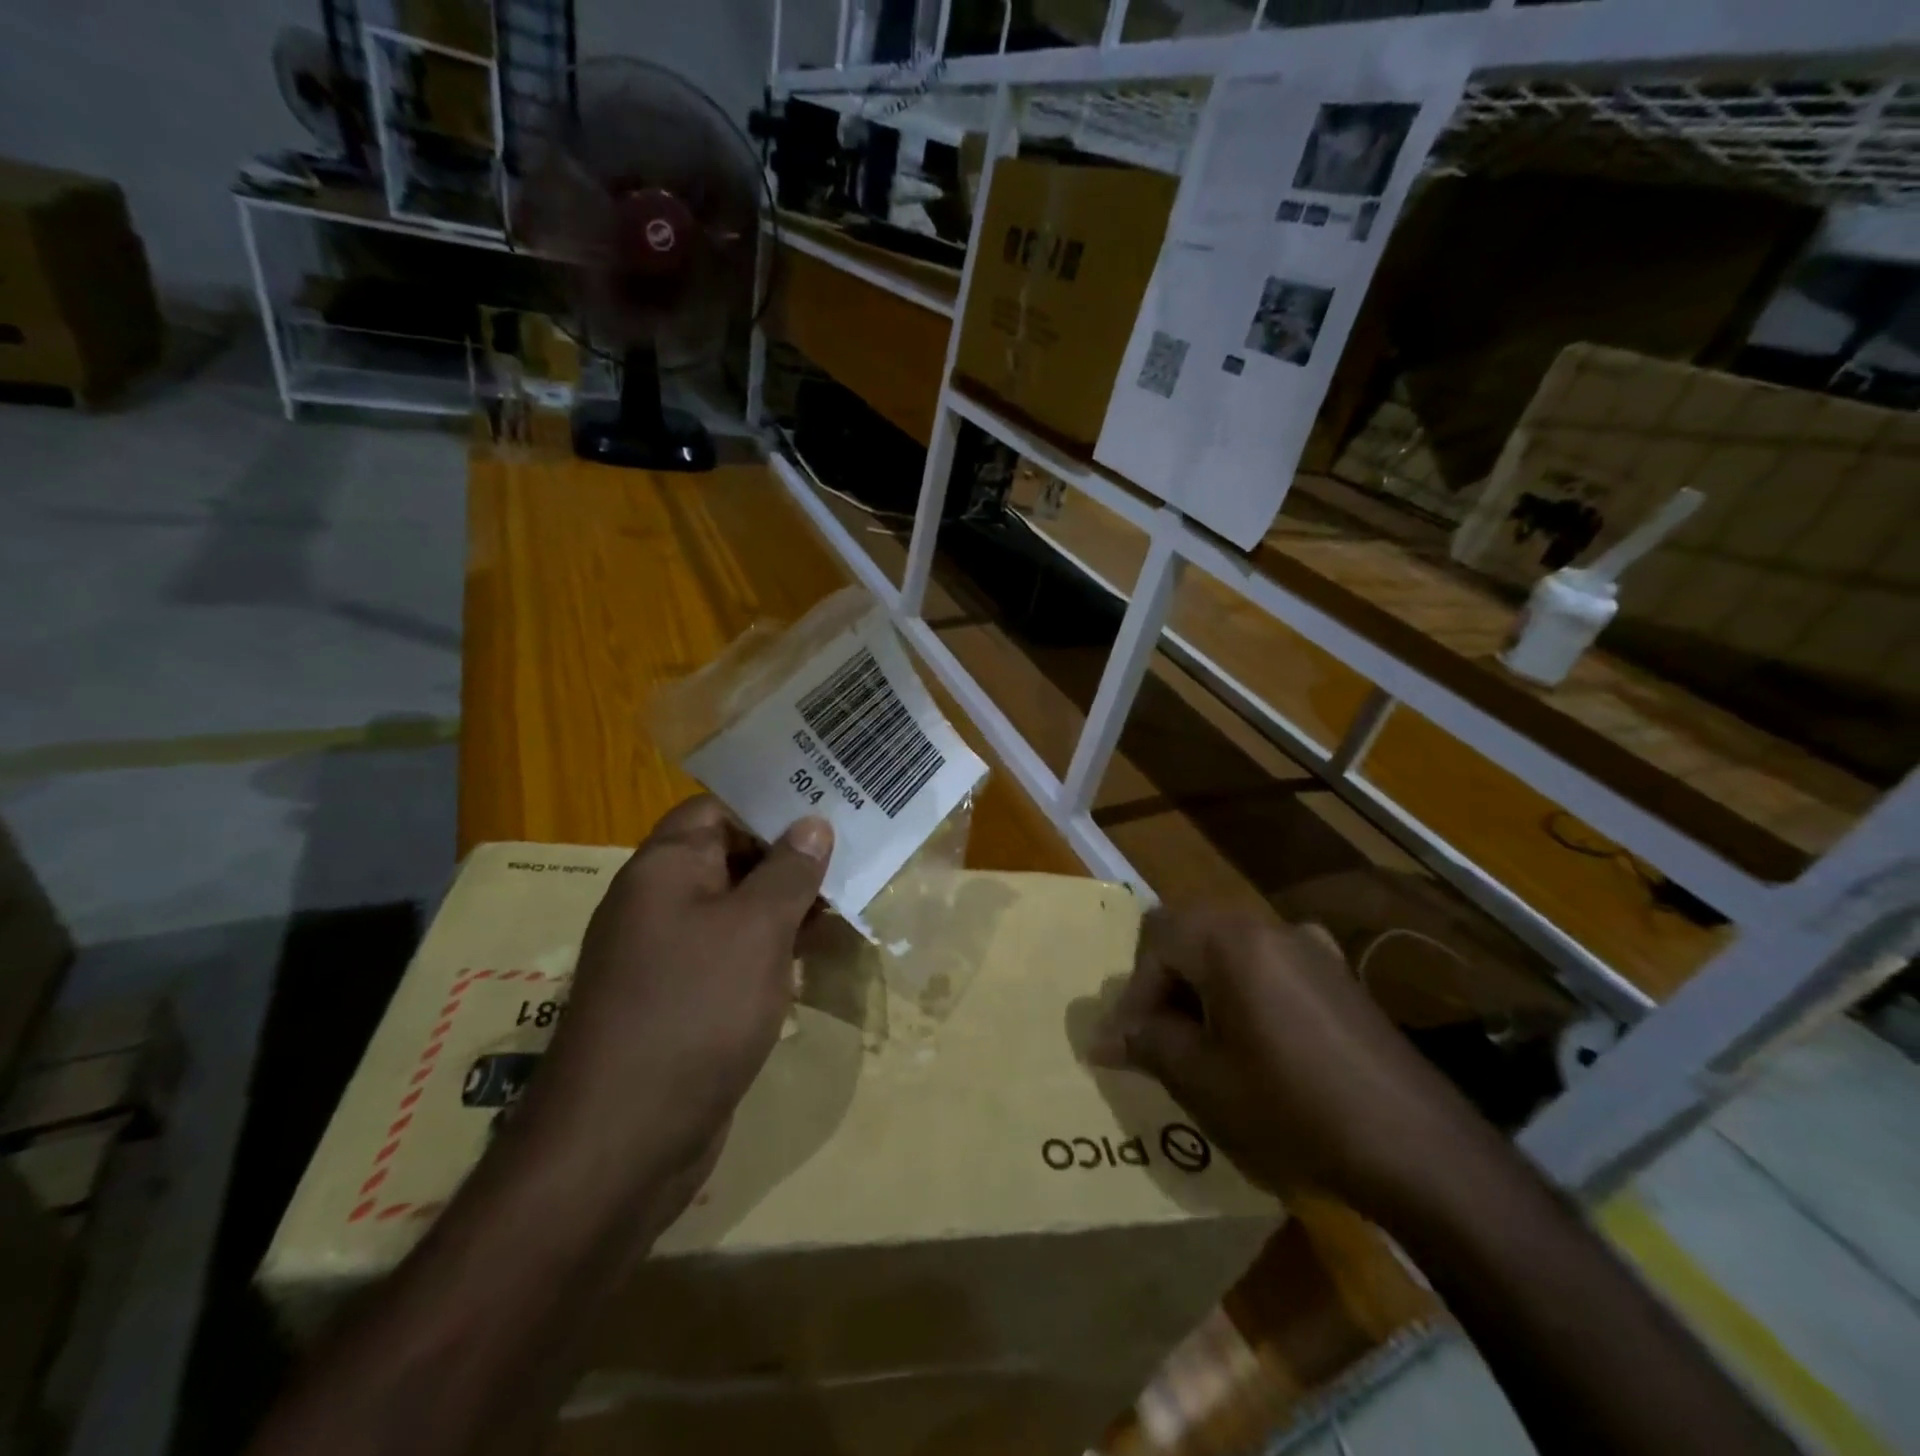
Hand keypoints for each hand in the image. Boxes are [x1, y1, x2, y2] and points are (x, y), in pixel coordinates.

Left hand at [522, 796, 832, 1212]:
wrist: (622, 1142)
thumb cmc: (695, 1011)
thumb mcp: (756, 930)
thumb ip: (788, 871)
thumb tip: (812, 822)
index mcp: (665, 868)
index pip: (718, 809)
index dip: (771, 807)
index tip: (827, 814)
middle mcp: (658, 902)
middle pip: (729, 858)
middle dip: (789, 860)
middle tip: (851, 861)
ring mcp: (667, 955)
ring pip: (735, 910)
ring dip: (785, 908)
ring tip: (845, 908)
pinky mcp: (680, 1000)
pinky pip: (730, 956)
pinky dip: (769, 951)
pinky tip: (810, 961)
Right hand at [1093, 904, 1494, 1216]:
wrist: (1419, 1147)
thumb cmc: (1294, 1108)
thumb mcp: (1205, 1080)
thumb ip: (1148, 1044)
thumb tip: (1103, 1038)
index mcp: (1230, 940)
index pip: (1155, 939)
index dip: (1134, 991)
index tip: (1131, 1046)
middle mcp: (1268, 926)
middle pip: (1191, 932)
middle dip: (1166, 983)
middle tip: (1162, 1039)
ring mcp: (1310, 947)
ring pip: (1230, 948)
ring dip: (1204, 987)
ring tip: (1205, 1045)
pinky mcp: (1339, 975)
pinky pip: (1271, 965)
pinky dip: (1245, 991)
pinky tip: (1260, 1043)